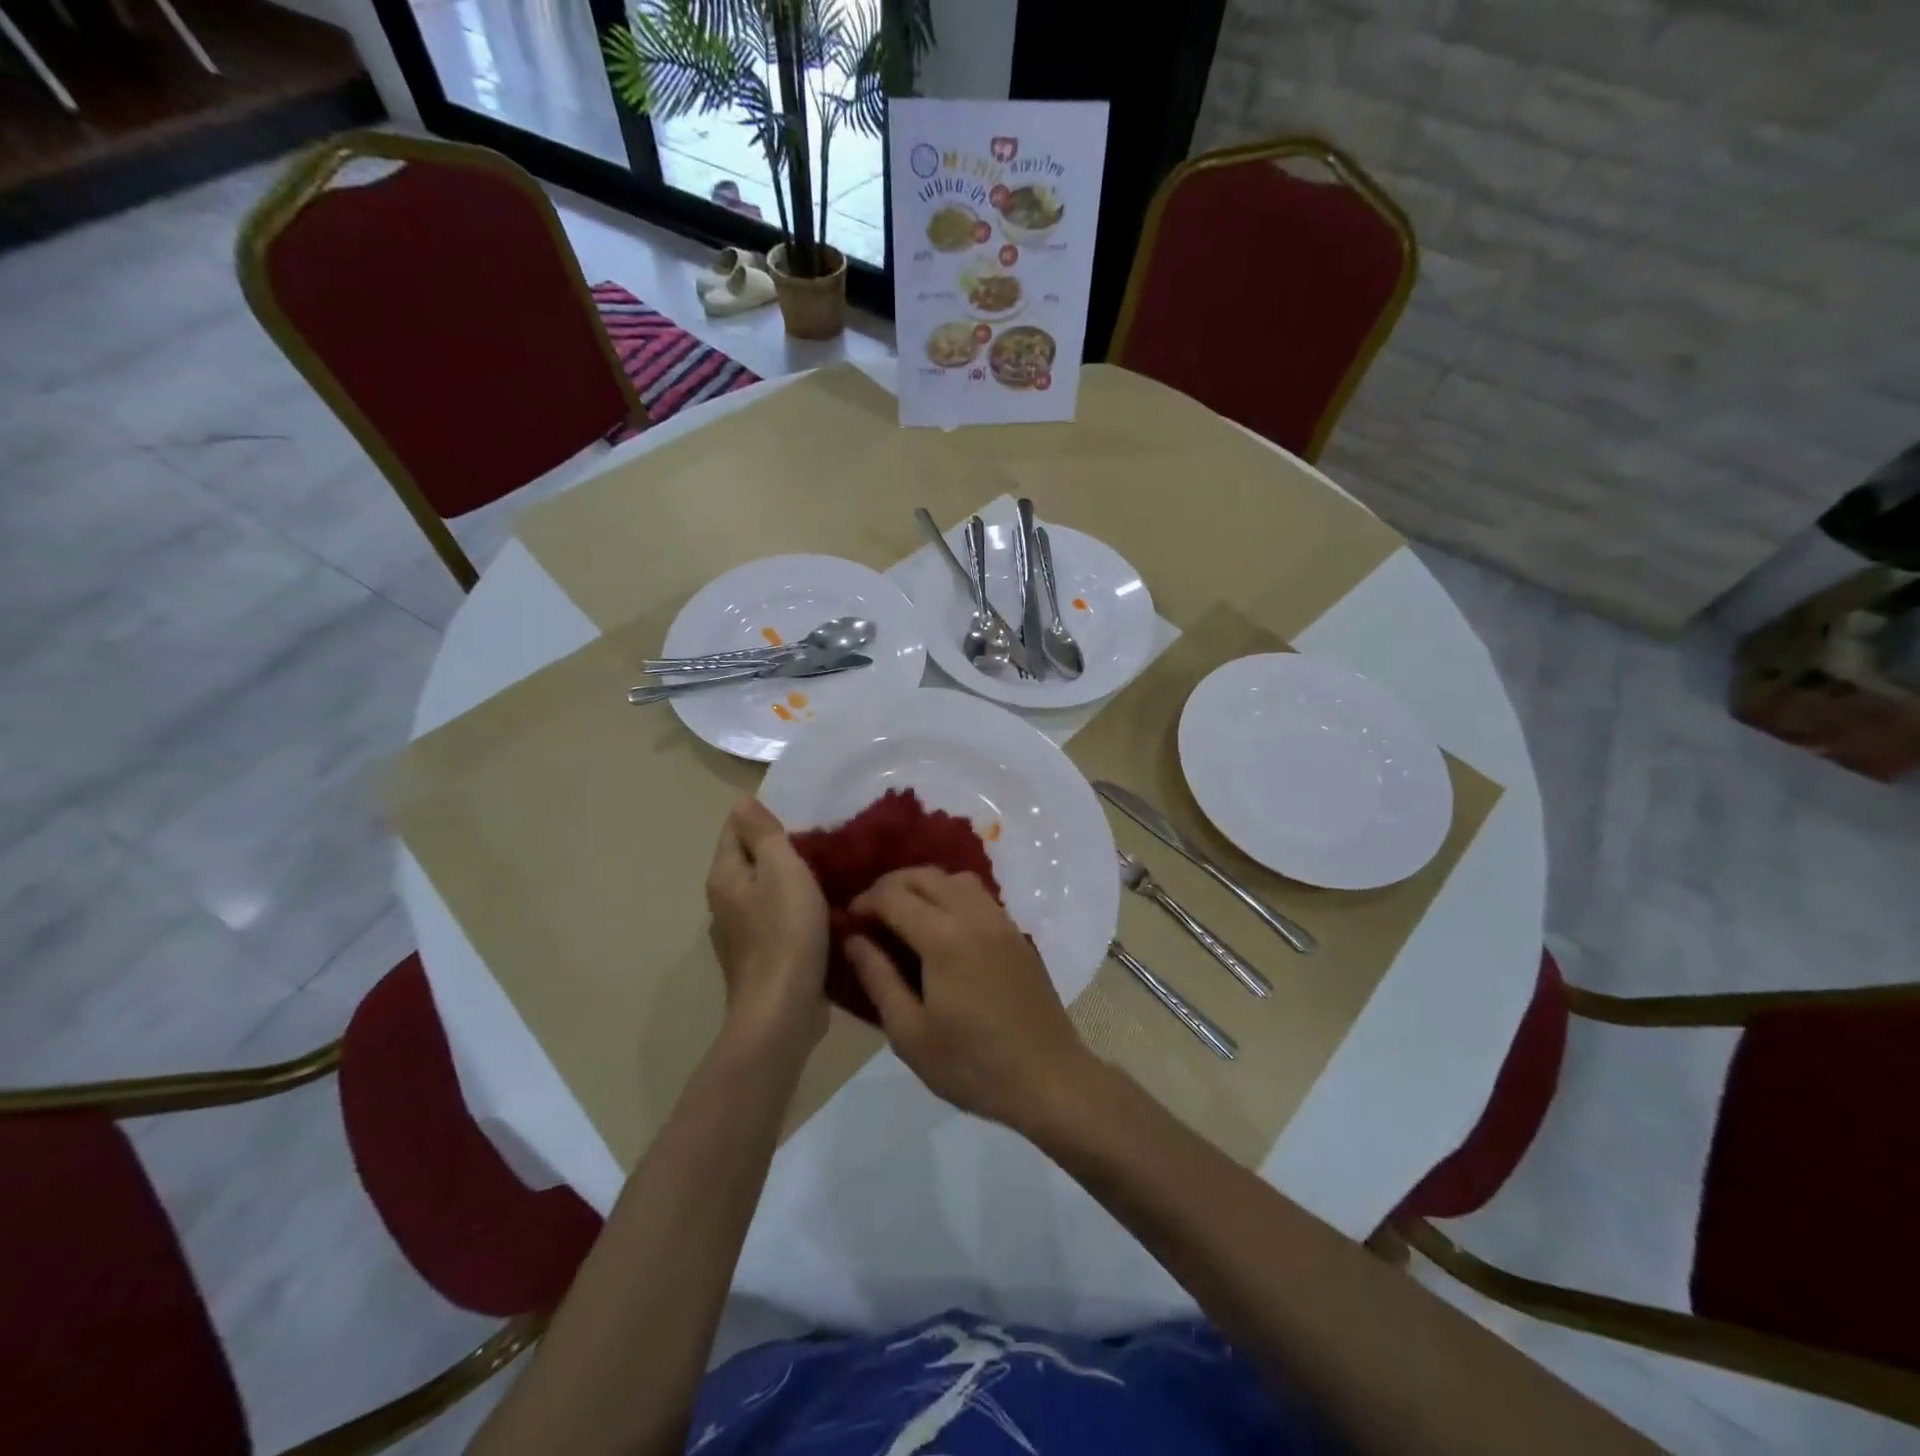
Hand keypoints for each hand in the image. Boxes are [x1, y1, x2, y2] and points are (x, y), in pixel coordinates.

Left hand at [705, 798, 829, 1053]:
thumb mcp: (781, 870)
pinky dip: (796, 909)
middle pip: (750, 860)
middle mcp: (724, 902)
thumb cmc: (785, 933)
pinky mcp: (761, 957)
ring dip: (790, 880)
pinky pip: (777, 919)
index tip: (802, 813)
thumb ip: (763, 834)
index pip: (735, 828)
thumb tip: (742, 802)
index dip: (763, 816)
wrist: (782, 1012)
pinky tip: (822, 911)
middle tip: (822, 840)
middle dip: (780, 847)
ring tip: (828, 872)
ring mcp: (740, 933)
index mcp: (725, 876)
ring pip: (765, 891)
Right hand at [846, 868, 1094, 1129]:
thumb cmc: (971, 1064)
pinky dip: (951, 894)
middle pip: (924, 876)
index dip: (864, 902)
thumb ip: (878, 978)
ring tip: (905, 914)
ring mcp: (1000, 920)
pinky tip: (942, 926)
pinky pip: (978, 895)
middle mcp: (973, 915)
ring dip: (923, 885)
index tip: (847, 920)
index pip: (893, 896)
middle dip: (890, 886)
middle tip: (869, 913)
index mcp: (943, 937)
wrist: (1048, 1078)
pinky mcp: (1017, 932)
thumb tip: (853, 939)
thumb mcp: (910, 1033)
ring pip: (955, 878)